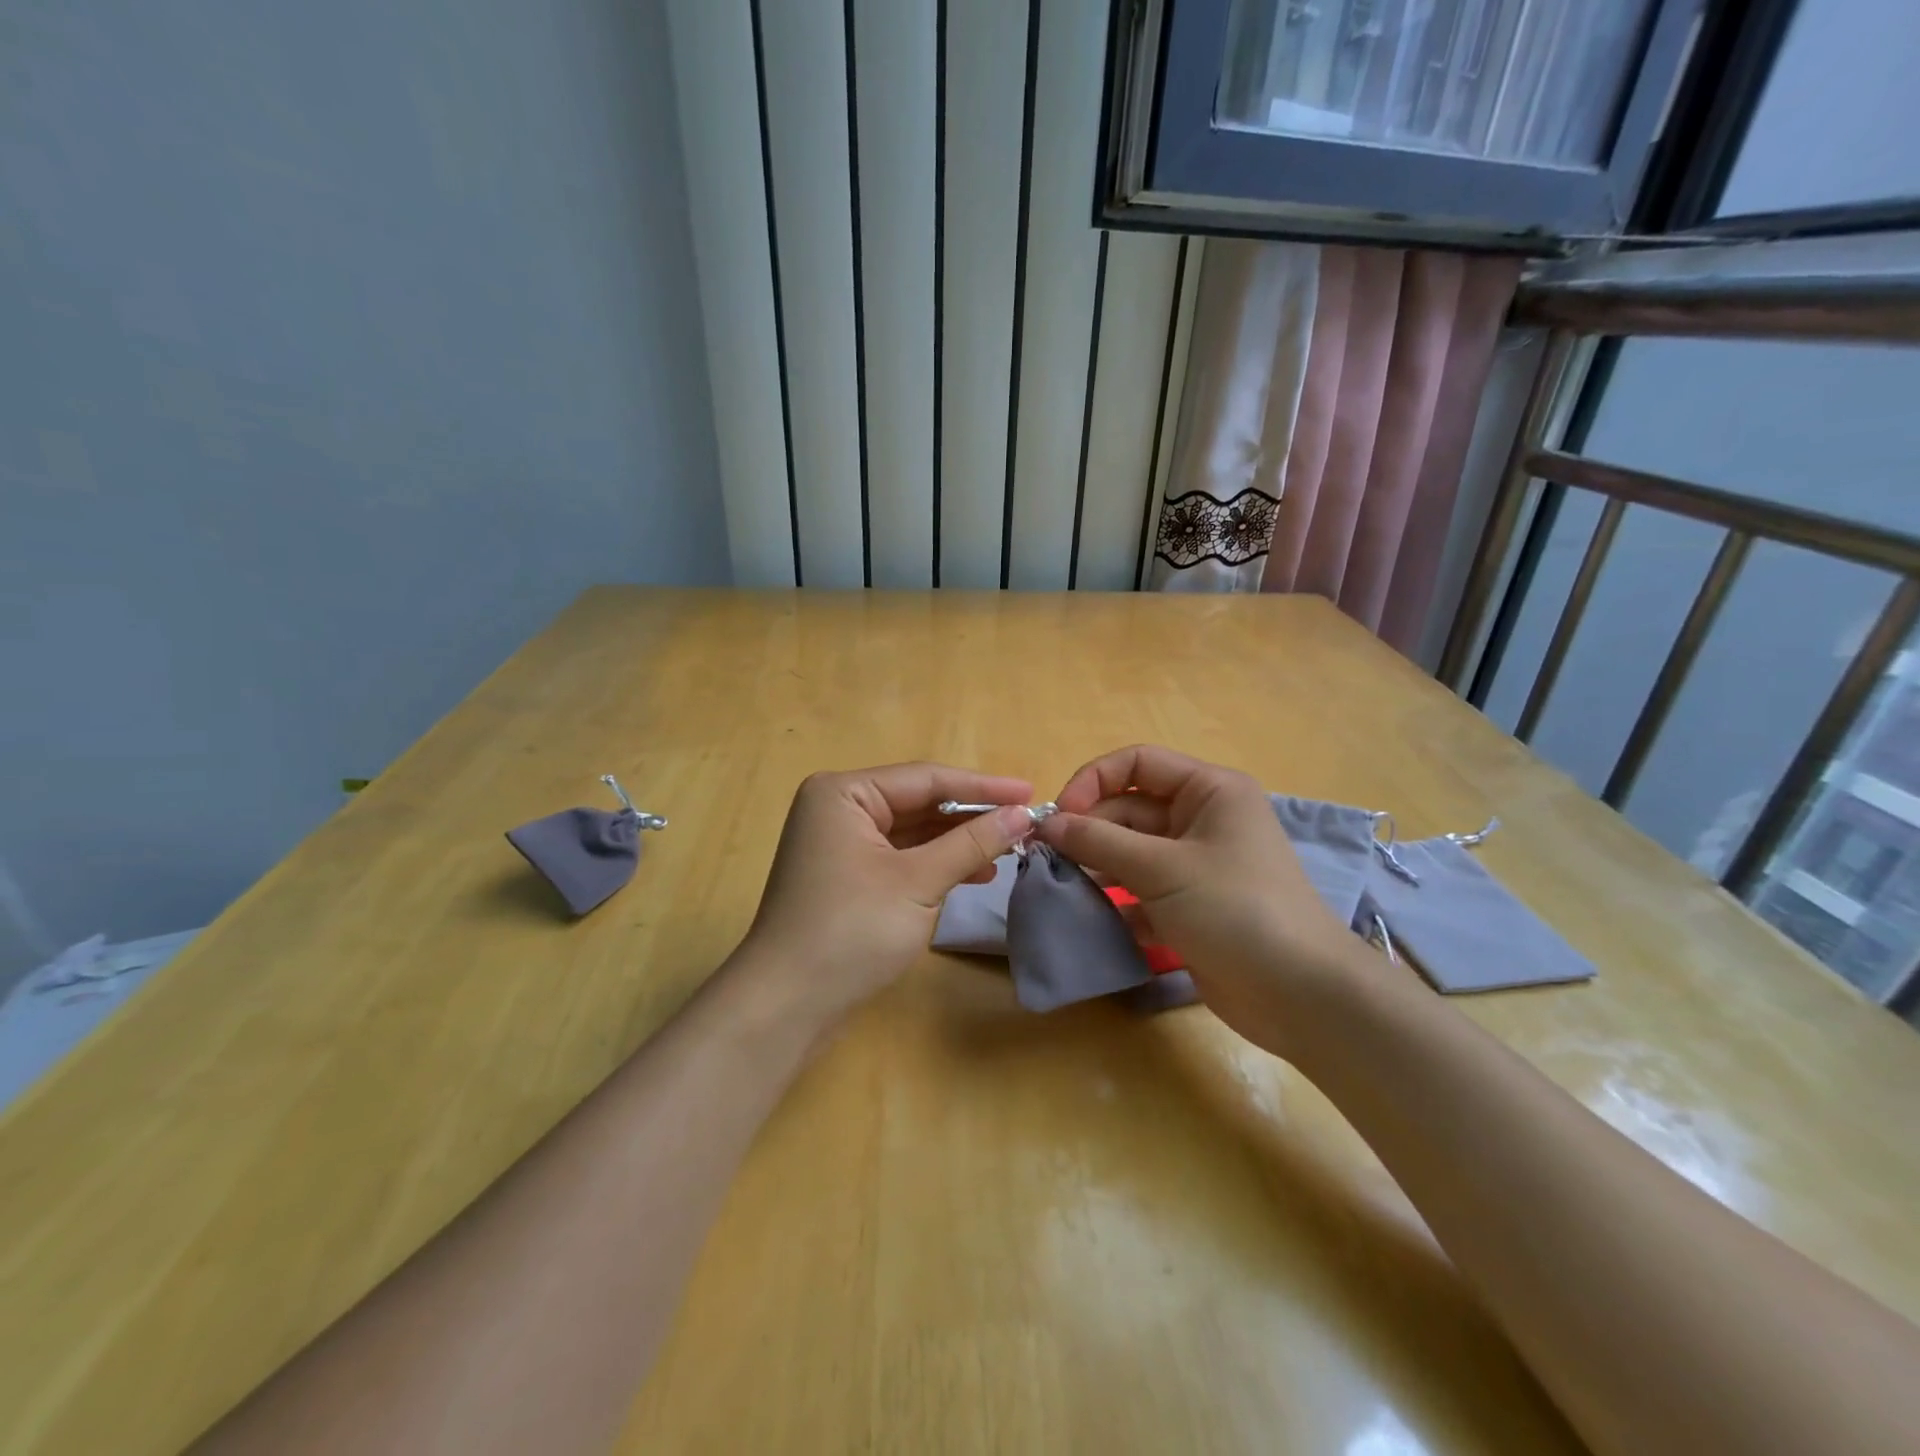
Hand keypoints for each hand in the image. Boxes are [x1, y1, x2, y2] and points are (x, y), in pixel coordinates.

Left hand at [734, 764, 1034, 1031]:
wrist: (786, 1006)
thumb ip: (972, 843)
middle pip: (919, 802)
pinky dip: (937, 863)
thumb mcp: (918, 882)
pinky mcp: (848, 877)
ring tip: (1010, 849)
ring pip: (913, 832)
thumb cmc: (851, 931)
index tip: (1031, 792)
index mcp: (844, 793)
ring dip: (958, 841)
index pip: (926, 779)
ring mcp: (841, 844)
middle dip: (972, 815)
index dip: (983, 786)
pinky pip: (902, 857)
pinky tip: (976, 873)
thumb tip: (1023, 814)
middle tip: (1026, 821)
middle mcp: (839, 809)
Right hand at [1035, 745, 1359, 1053]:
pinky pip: (1140, 888)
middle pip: (1129, 808)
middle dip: (1089, 829)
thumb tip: (1045, 824)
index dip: (1092, 781)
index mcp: (1208, 790)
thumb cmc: (1235, 909)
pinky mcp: (1189, 904)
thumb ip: (1098, 841)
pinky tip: (1091, 917)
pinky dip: (1115, 899)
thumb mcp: (1162, 868)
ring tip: (1062, 885)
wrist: (1299, 995)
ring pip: (1130, 850)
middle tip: (1048, 858)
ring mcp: (1195, 864)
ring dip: (1096, 865)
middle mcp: (1202, 818)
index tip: (1059, 817)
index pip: (1137, 763)